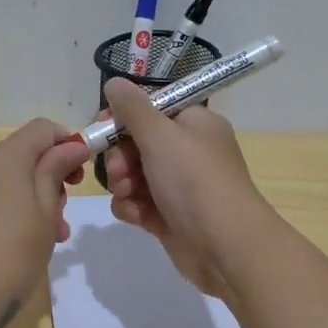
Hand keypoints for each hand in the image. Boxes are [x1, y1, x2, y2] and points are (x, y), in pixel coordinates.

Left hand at [0, 118, 90, 327]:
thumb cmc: (8, 258)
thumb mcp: (45, 216)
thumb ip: (55, 173)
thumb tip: (70, 146)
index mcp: (3, 157)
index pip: (42, 129)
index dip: (67, 144)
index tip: (78, 179)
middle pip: (20, 155)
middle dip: (46, 180)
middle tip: (61, 224)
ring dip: (25, 199)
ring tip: (38, 242)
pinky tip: (5, 247)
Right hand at [100, 78, 271, 298]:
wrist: (225, 245)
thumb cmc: (194, 180)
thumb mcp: (160, 134)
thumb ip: (132, 108)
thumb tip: (115, 81)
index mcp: (195, 124)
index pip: (152, 109)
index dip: (124, 116)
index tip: (102, 125)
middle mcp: (189, 151)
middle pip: (138, 143)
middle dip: (120, 156)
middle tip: (120, 169)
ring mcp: (180, 186)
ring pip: (134, 175)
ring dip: (123, 183)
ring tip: (127, 194)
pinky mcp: (170, 216)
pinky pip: (139, 203)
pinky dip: (133, 207)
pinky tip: (135, 215)